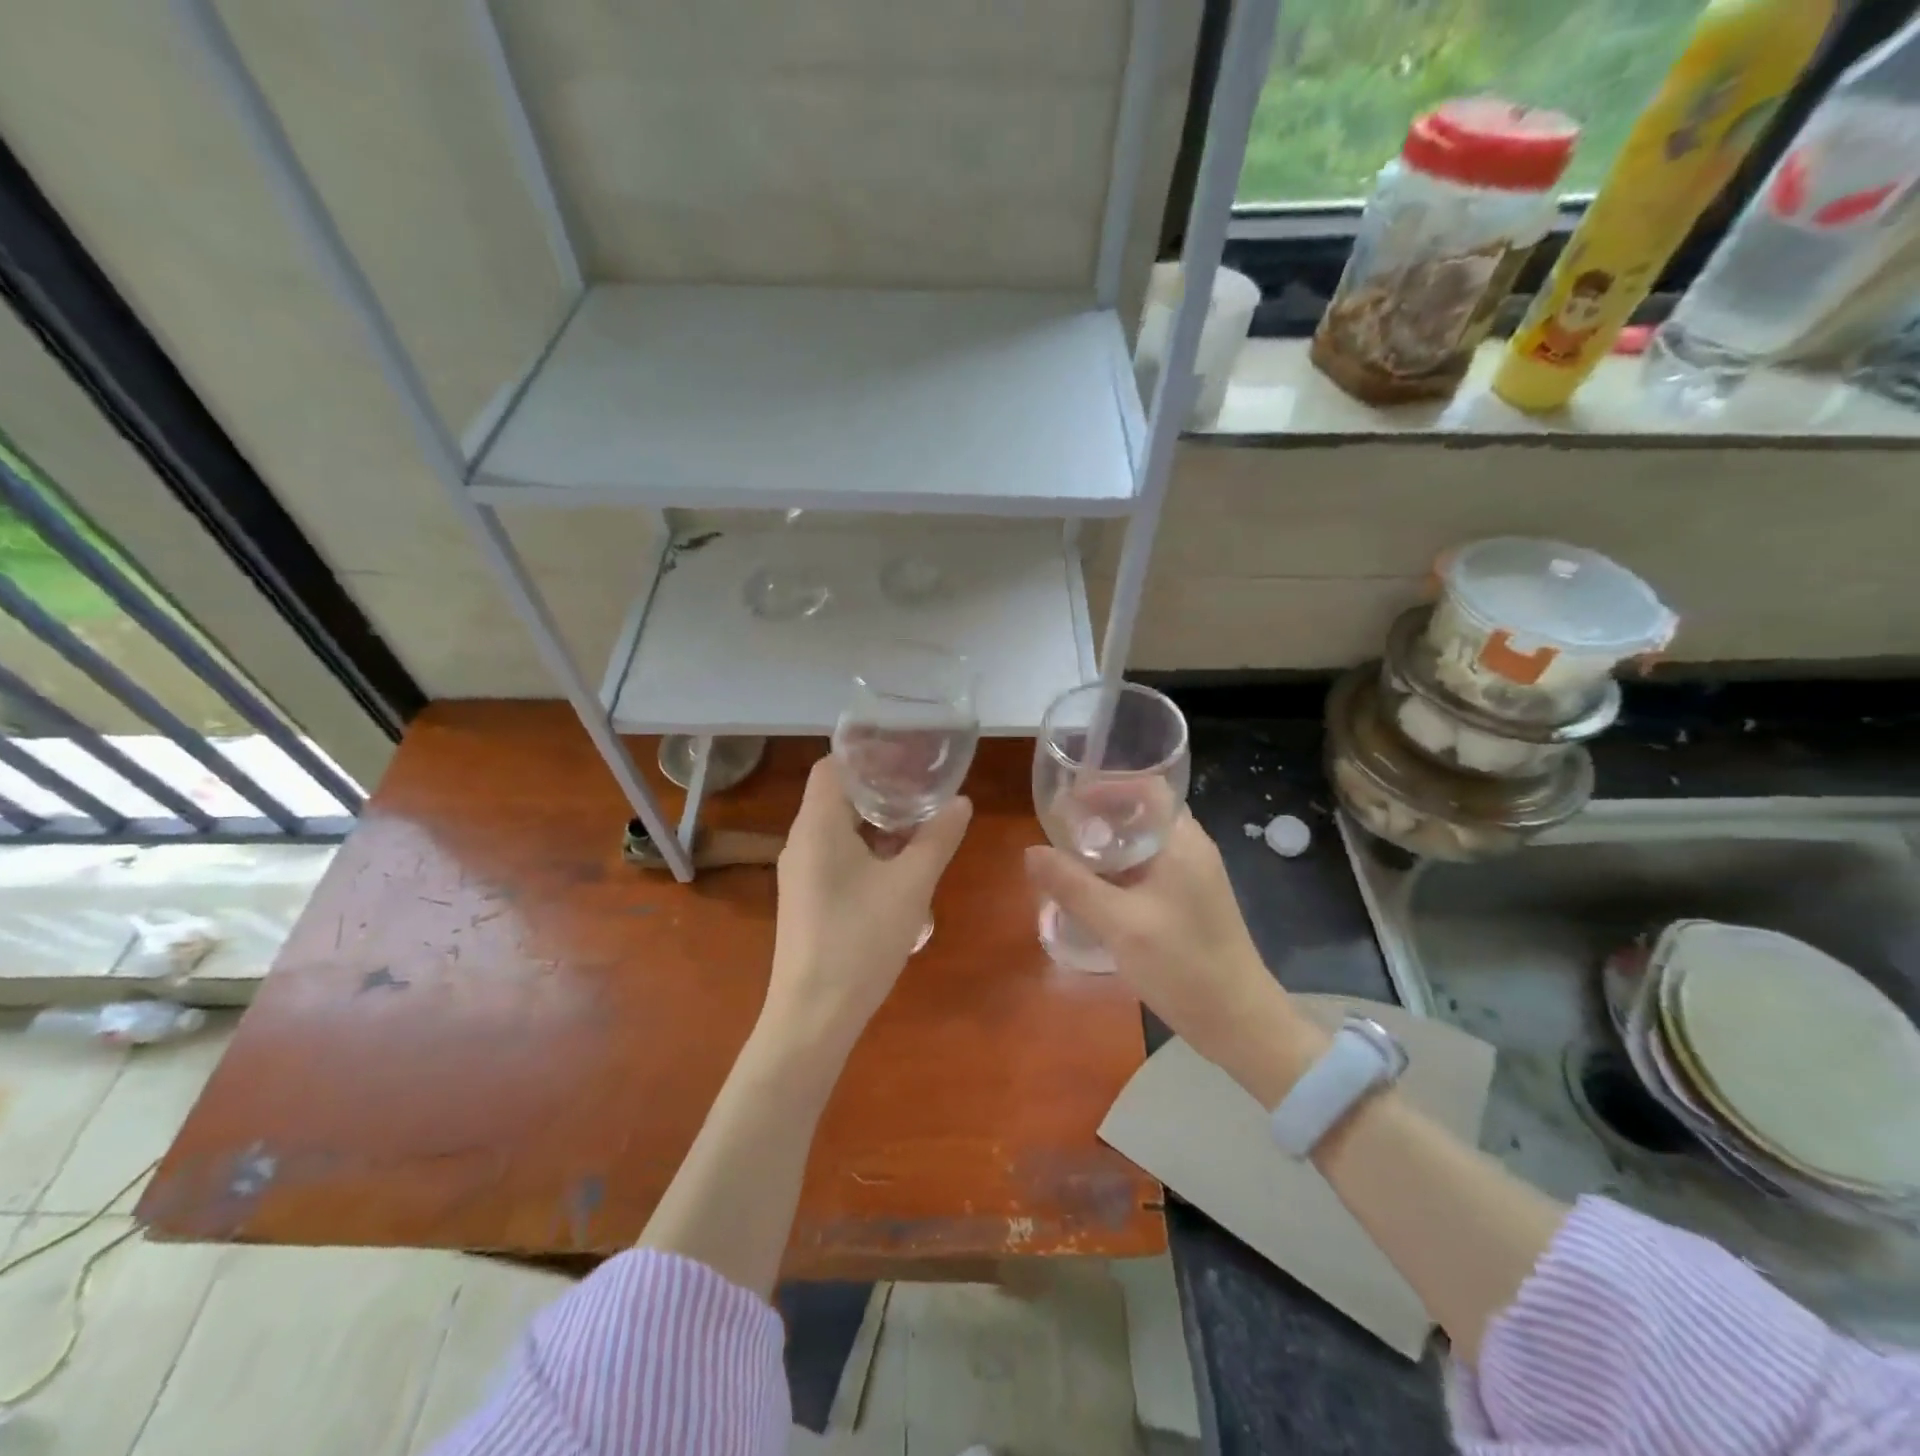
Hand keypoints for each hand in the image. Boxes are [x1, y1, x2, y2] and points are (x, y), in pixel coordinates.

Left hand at [765, 757, 971, 1054]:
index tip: (907, 757)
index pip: (833, 766)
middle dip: (881, 790)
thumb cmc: (860, 939)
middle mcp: (800, 841)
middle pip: (837, 796)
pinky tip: (899, 869)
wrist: (813, 1016)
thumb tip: (961, 802)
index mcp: (817, 825)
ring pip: (838, 828)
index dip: (868, 756)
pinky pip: (835, 856)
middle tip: (924, 789)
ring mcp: (799, 872)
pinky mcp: (805, 898)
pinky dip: (866, 849)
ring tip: (920, 826)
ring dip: (876, 823)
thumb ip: (937, 839)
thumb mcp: (911, 885)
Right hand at [1024, 814, 1319, 1102]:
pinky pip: (1148, 871)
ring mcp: (1192, 877)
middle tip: (1060, 833)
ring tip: (1069, 861)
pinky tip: (1093, 893)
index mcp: (1182, 841)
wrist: (1238, 1022)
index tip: (1069, 800)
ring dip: (1108, 848)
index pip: (1148, 787)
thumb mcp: (1119, 923)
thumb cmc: (1182, 964)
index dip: (1107, 786)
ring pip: (1144, 845)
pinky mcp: (1189, 903)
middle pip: (1142, 814)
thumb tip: (1030, 852)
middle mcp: (1191, 849)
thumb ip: (1073, 885)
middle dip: (1100, 818)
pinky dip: (1119, 872)